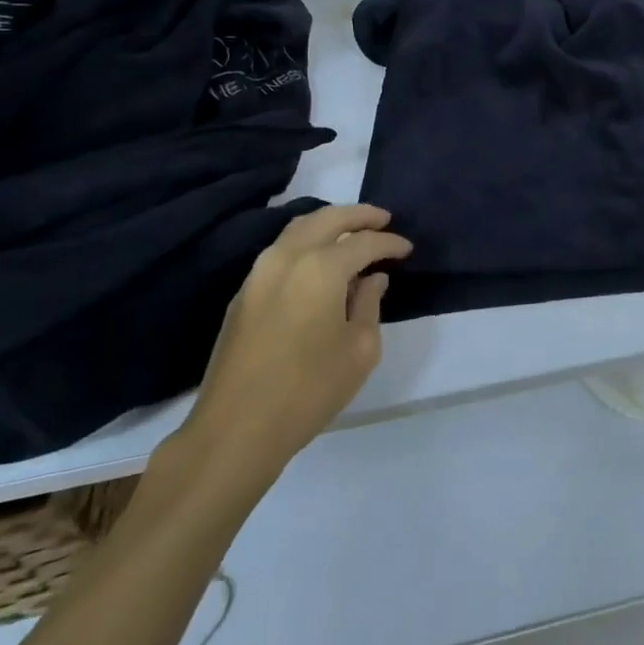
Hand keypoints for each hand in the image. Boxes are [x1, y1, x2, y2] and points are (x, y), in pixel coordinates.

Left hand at [172, 204, 411, 504]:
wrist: (236, 429)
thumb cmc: (310, 389)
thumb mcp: (360, 348)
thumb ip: (369, 303)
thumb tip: (371, 279)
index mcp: (320, 267)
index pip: (364, 242)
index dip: (390, 243)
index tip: (407, 249)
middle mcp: (286, 258)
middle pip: (326, 218)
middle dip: (358, 215)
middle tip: (383, 219)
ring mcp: (258, 274)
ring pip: (298, 230)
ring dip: (329, 225)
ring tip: (353, 234)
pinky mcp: (243, 295)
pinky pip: (281, 252)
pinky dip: (306, 244)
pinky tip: (321, 263)